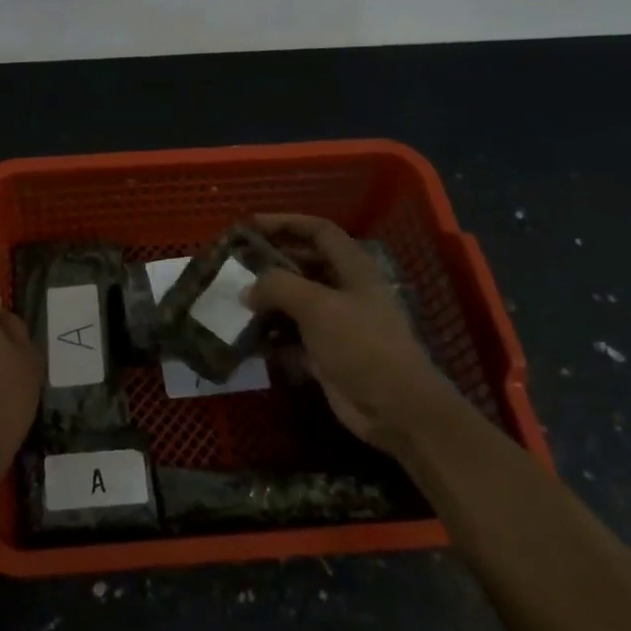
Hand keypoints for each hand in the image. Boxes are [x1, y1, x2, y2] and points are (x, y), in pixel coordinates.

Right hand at [243, 214, 449, 448]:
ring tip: (234, 300)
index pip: (319, 231)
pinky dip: (272, 335)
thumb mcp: (318, 306)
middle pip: (304, 264)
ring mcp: (336, 324)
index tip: (252, 225)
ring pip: (295, 302)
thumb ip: (278, 287)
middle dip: (271, 262)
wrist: (396, 408)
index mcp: (353, 268)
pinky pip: (292, 337)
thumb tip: (247, 289)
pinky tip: (247, 338)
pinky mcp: (326, 354)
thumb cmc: (361, 345)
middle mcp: (345, 290)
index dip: (287, 222)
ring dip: (267, 301)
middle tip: (236, 264)